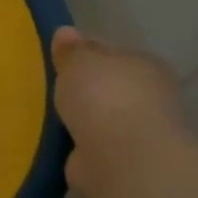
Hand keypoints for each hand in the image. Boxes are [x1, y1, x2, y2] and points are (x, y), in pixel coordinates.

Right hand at [51, 25, 184, 197]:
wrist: (122, 159)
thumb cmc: (104, 96)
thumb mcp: (78, 60)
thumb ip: (71, 49)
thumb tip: (66, 33)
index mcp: (144, 64)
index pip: (111, 52)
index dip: (86, 53)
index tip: (60, 58)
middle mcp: (148, 97)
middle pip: (108, 86)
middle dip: (84, 89)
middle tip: (51, 87)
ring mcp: (137, 133)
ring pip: (100, 118)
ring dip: (81, 120)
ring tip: (49, 116)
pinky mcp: (122, 164)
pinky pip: (92, 147)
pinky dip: (79, 146)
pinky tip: (57, 142)